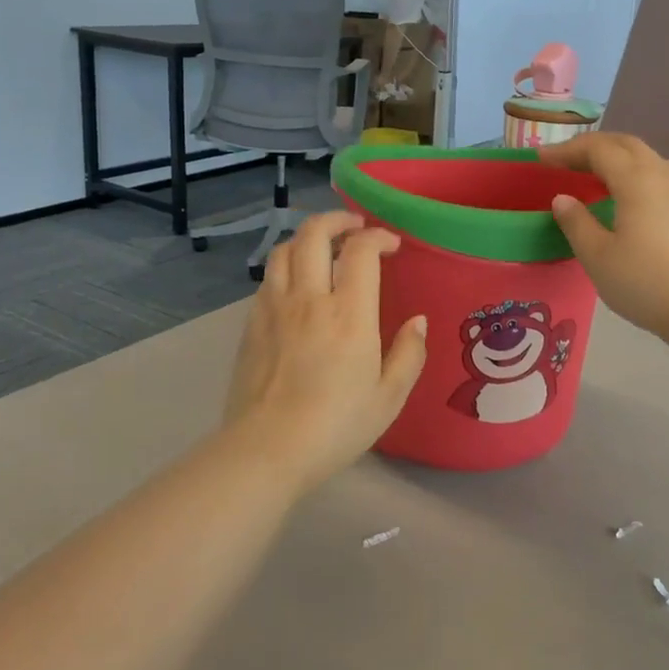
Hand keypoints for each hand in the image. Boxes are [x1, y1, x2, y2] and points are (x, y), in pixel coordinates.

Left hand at [221, 210, 427, 489]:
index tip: (390, 244)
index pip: (360, 250)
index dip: (377, 237)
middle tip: (354, 227)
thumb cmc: (336, 425)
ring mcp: (274, 308)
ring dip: (306, 238)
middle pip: (313, 234)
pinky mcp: (251, 323)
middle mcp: (308, 299)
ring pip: (284, 250)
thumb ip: (408, 354)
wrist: (267, 449)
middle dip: (337, 219)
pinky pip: (268, 278)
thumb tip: (417, 321)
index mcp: (348, 314)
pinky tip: (296, 285)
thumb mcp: (389, 397)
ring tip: (322, 247)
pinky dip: (286, 267)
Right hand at [539, 133, 668, 353]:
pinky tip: (621, 194)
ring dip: (613, 156)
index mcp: (635, 180)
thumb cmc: (646, 283)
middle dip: (590, 146)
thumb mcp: (598, 256)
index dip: (566, 150)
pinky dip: (631, 171)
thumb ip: (576, 222)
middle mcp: (660, 175)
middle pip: (624, 144)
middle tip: (562, 160)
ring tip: (589, 173)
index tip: (540, 159)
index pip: (597, 149)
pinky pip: (655, 173)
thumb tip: (562, 199)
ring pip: (643, 157)